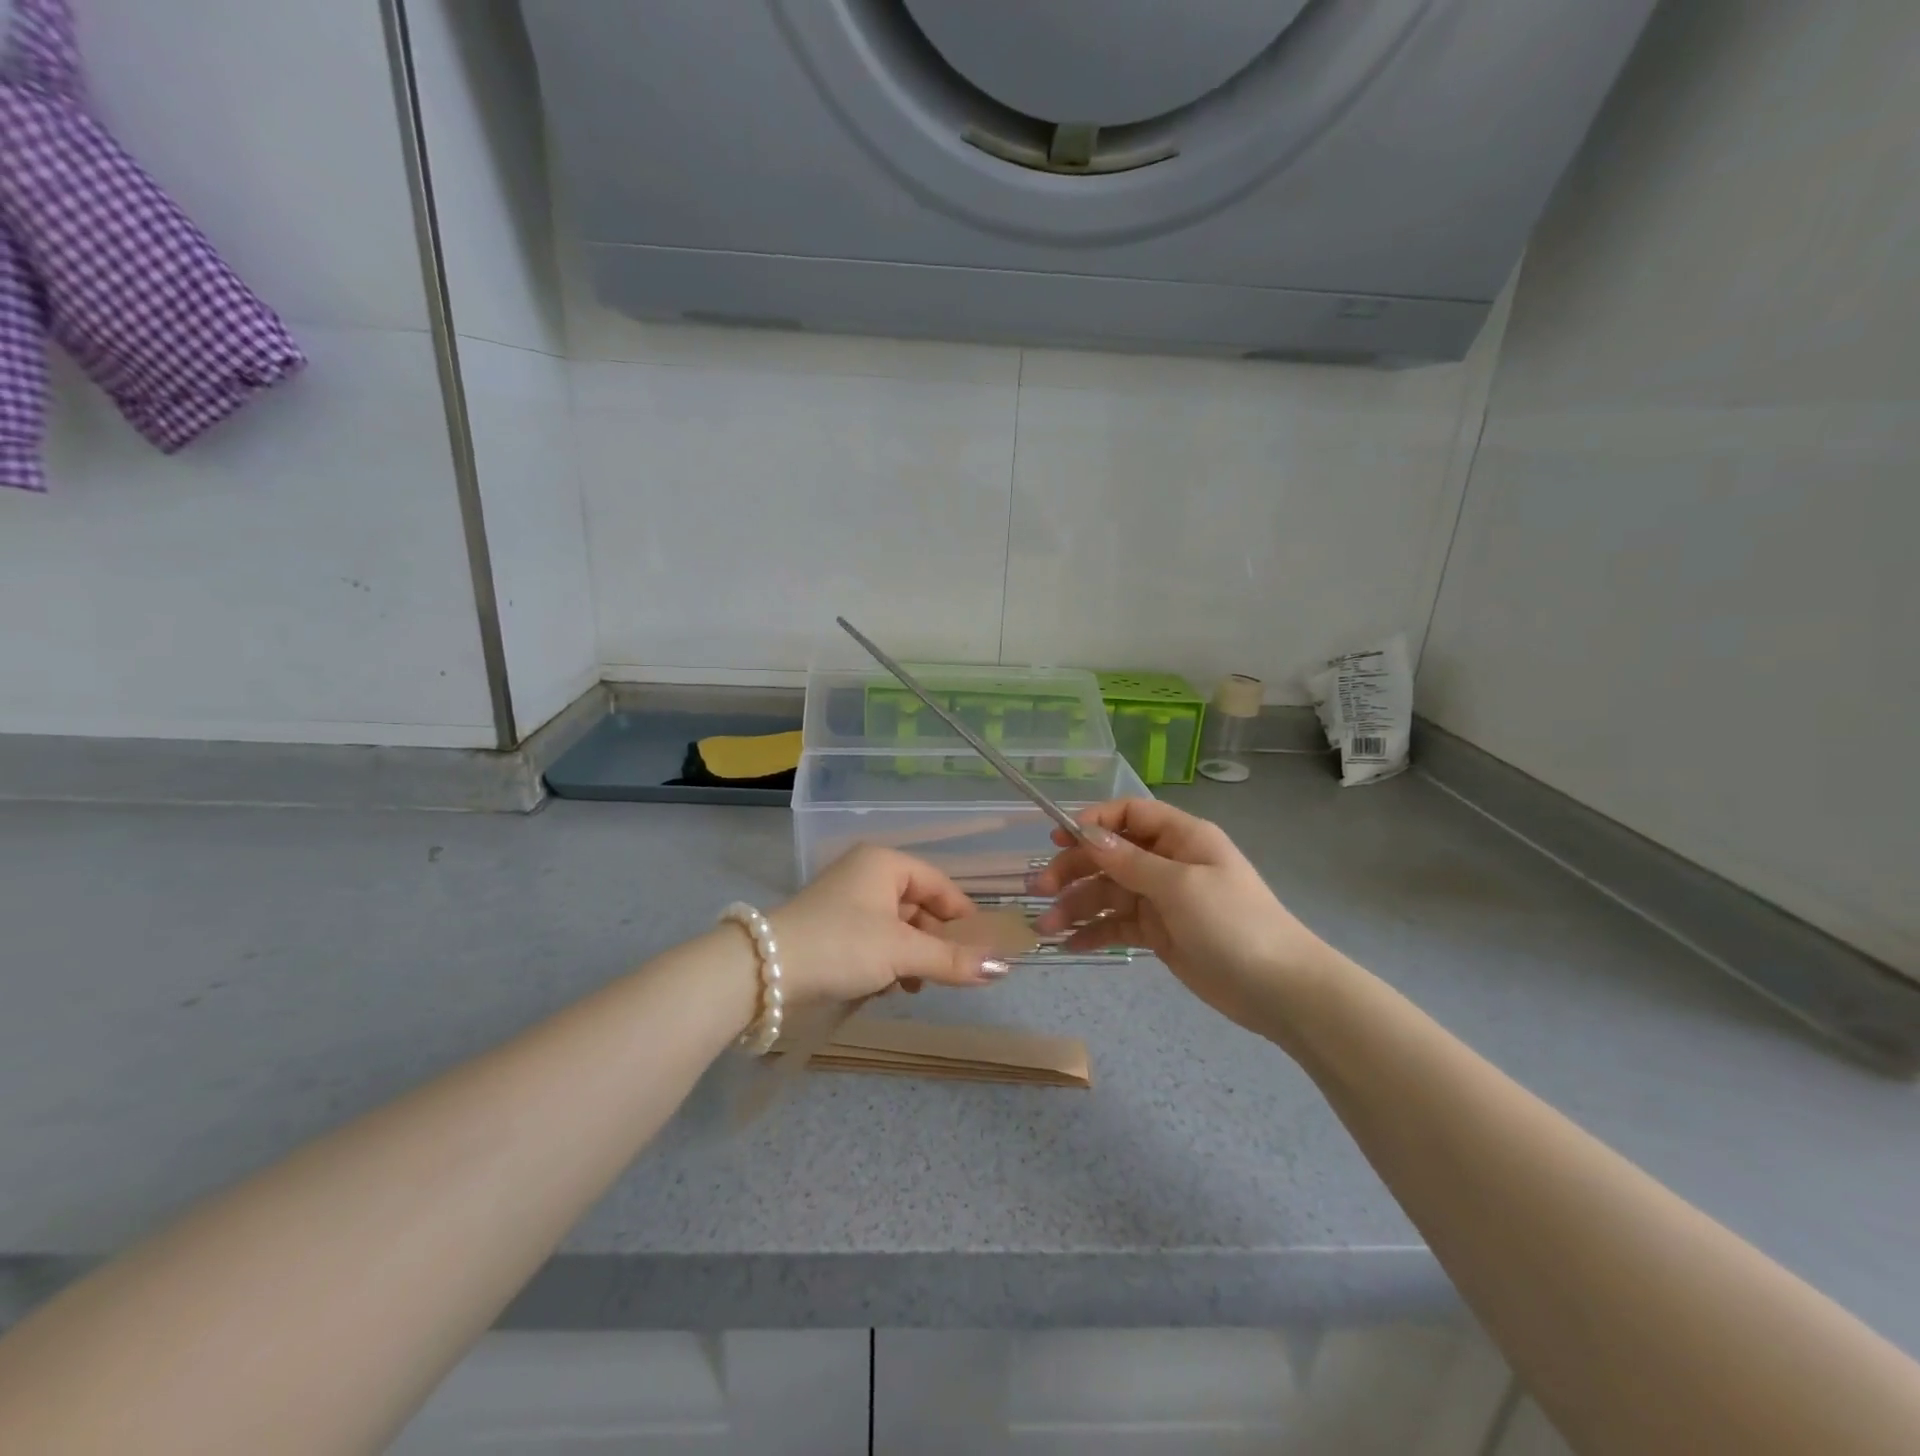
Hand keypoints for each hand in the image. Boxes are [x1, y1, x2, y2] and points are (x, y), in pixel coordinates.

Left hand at [768, 845, 1011, 1004]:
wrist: (764, 971)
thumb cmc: (841, 945)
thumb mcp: (902, 952)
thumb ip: (952, 959)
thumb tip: (1003, 968)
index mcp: (885, 863)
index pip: (939, 883)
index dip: (963, 915)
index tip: (984, 948)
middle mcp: (866, 874)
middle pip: (919, 906)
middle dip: (935, 942)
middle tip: (952, 974)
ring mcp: (847, 901)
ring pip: (897, 927)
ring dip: (912, 957)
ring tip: (915, 985)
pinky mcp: (832, 928)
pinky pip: (875, 940)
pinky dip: (888, 961)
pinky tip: (888, 987)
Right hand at [1032, 799, 1337, 1031]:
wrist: (1279, 989)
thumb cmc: (1233, 923)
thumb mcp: (1180, 886)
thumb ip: (1129, 861)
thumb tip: (1087, 833)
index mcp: (1181, 838)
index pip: (1129, 815)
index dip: (1093, 821)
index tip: (1058, 838)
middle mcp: (1168, 862)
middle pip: (1110, 855)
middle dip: (1074, 870)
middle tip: (1039, 889)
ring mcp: (1162, 899)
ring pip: (1109, 893)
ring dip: (1076, 906)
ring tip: (1046, 928)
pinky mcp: (1159, 933)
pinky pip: (1118, 925)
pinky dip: (1094, 932)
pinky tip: (1070, 945)